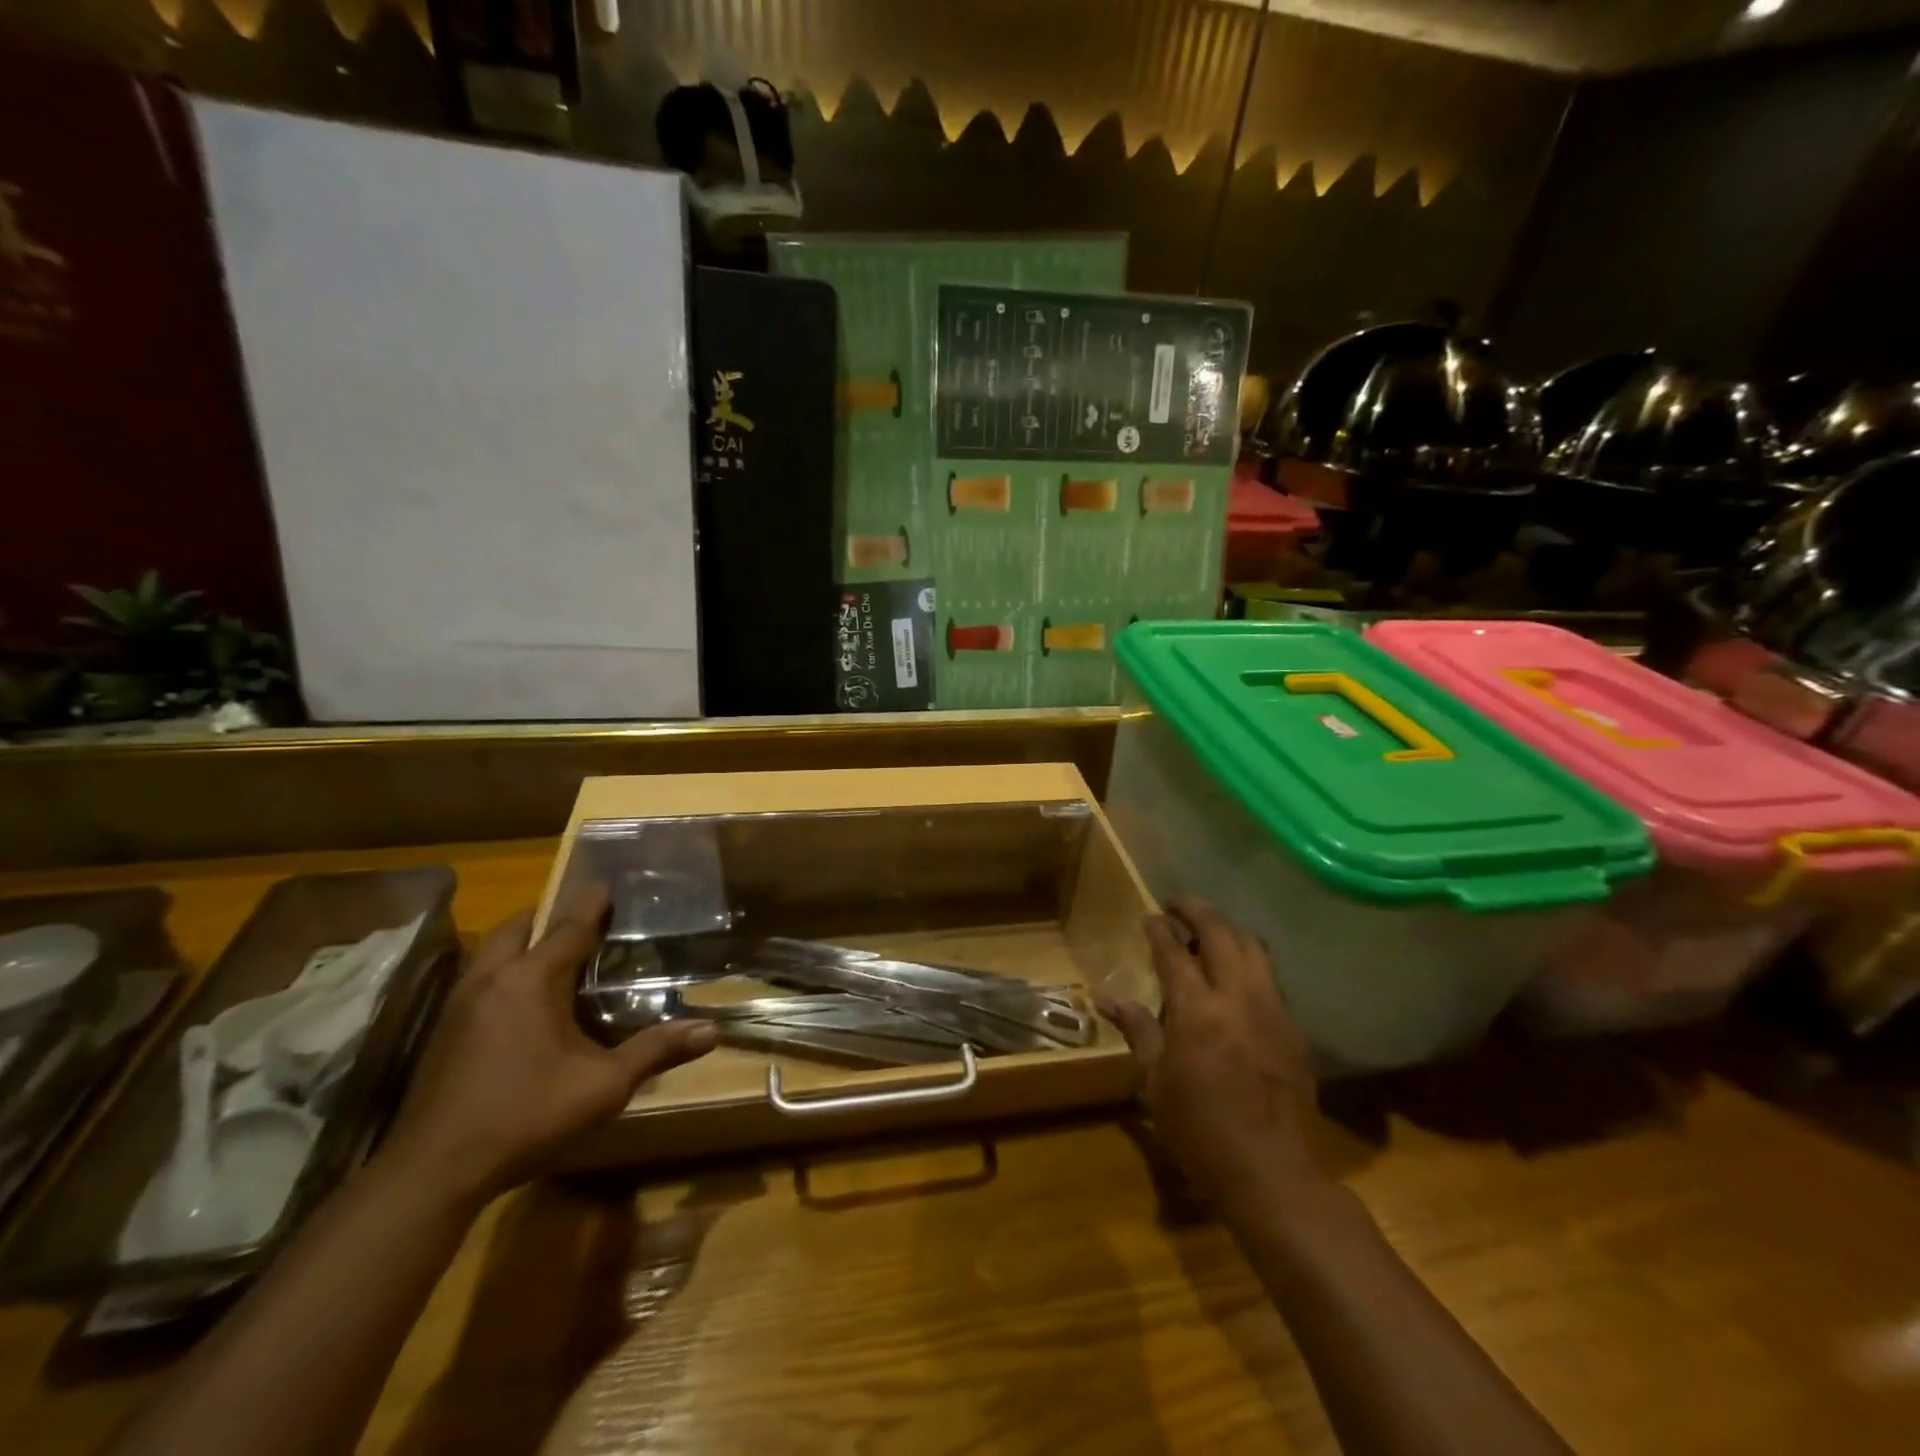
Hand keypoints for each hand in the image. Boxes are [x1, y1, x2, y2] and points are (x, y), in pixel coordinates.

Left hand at [380, 885, 715, 1209]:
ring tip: (552, 957)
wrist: (433, 1171)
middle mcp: (492, 979)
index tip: (607, 883)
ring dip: (520, 943)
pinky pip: (477, 979)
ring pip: (490, 952)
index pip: (569, 926)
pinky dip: (502, 972)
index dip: (592, 902)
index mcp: (532, 981)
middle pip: (518, 927)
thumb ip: (656, 1050)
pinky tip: (519, 1004)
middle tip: (581, 923)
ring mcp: (460, 1005)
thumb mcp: (604, 1086)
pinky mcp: (443, 1032)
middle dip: (548, 917)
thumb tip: (711, 1030)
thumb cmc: (526, 1116)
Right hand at [1099, 897, 1323, 1210]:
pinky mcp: (1294, 1029)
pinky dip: (1250, 963)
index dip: (1160, 929)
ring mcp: (1273, 1011)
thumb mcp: (1156, 1083)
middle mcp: (1238, 998)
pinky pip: (1271, 978)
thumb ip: (1138, 1029)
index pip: (1174, 952)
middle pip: (1221, 933)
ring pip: (1254, 948)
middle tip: (1178, 904)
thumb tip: (1106, 996)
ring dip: (1228, 931)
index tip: (1150, 915)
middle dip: (1197, 910)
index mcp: (1198, 1011)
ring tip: (1209, 934)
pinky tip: (1236, 979)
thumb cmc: (1200, 1131)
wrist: (1272, 1174)